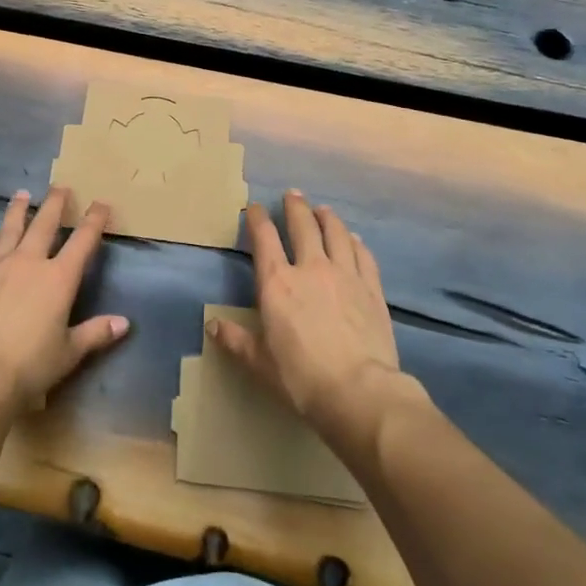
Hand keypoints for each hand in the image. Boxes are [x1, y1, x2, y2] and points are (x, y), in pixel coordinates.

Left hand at [0, 187, 128, 419]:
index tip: (101, 204)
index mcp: (59, 279)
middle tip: (60, 187)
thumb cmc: (29, 365)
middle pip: (44, 225)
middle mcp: (29, 262)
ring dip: (17, 211)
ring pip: (9, 229)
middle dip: (55, 204)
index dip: (94, 221)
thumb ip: (95, 334)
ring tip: (22, 195)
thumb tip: (124, 323)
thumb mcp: (69, 353)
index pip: (82, 241)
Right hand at [209, 189, 410, 435]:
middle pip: (303, 226)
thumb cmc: (301, 377)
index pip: (264, 238)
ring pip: (336, 233)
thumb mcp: (260, 362)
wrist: (359, 391)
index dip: (257, 218)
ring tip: (323, 210)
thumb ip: (236, 340)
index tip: (253, 207)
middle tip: (293, 194)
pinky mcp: (372, 289)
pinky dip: (355, 242)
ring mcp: (345, 275)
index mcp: (277, 283)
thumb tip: (213, 325)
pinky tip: (354, 239)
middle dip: (295, 207)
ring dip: (327, 218)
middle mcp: (310, 268)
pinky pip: (363, 255)